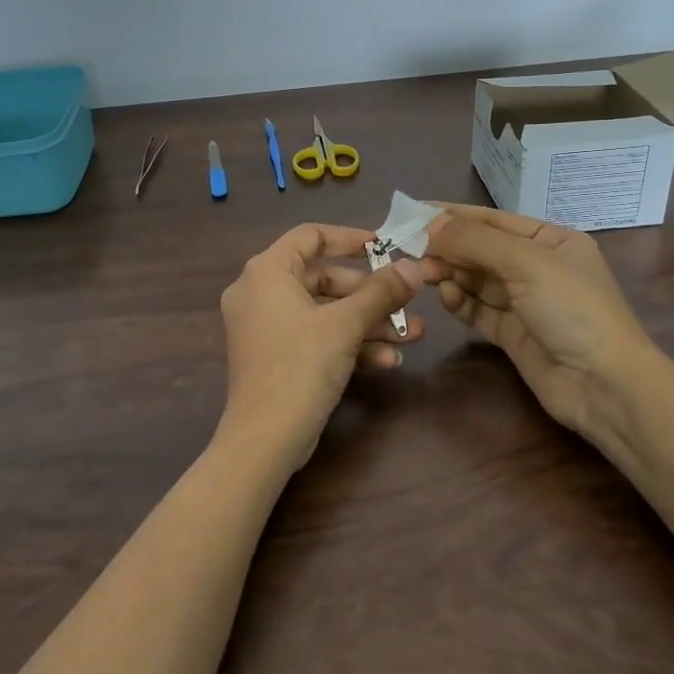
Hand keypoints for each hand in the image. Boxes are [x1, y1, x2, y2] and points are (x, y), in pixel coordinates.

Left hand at [215, 223, 423, 473]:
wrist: (266, 438)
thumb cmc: (301, 365)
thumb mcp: (346, 324)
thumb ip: (381, 291)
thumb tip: (414, 267)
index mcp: (266, 272)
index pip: (311, 236)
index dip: (350, 238)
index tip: (386, 246)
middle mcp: (260, 292)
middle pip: (323, 278)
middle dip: (370, 294)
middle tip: (406, 302)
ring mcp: (265, 326)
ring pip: (324, 312)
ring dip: (368, 323)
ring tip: (411, 335)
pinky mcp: (274, 355)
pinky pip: (314, 336)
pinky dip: (347, 343)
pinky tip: (387, 361)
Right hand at [420, 204, 653, 434]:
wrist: (604, 385)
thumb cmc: (572, 309)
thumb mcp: (526, 262)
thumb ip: (475, 241)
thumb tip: (430, 225)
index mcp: (551, 240)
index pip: (493, 220)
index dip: (454, 215)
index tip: (413, 211)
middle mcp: (537, 267)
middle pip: (481, 249)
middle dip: (448, 247)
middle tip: (411, 249)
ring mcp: (524, 302)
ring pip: (476, 279)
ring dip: (450, 273)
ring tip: (424, 273)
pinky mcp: (512, 333)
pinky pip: (478, 309)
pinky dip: (460, 301)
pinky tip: (446, 296)